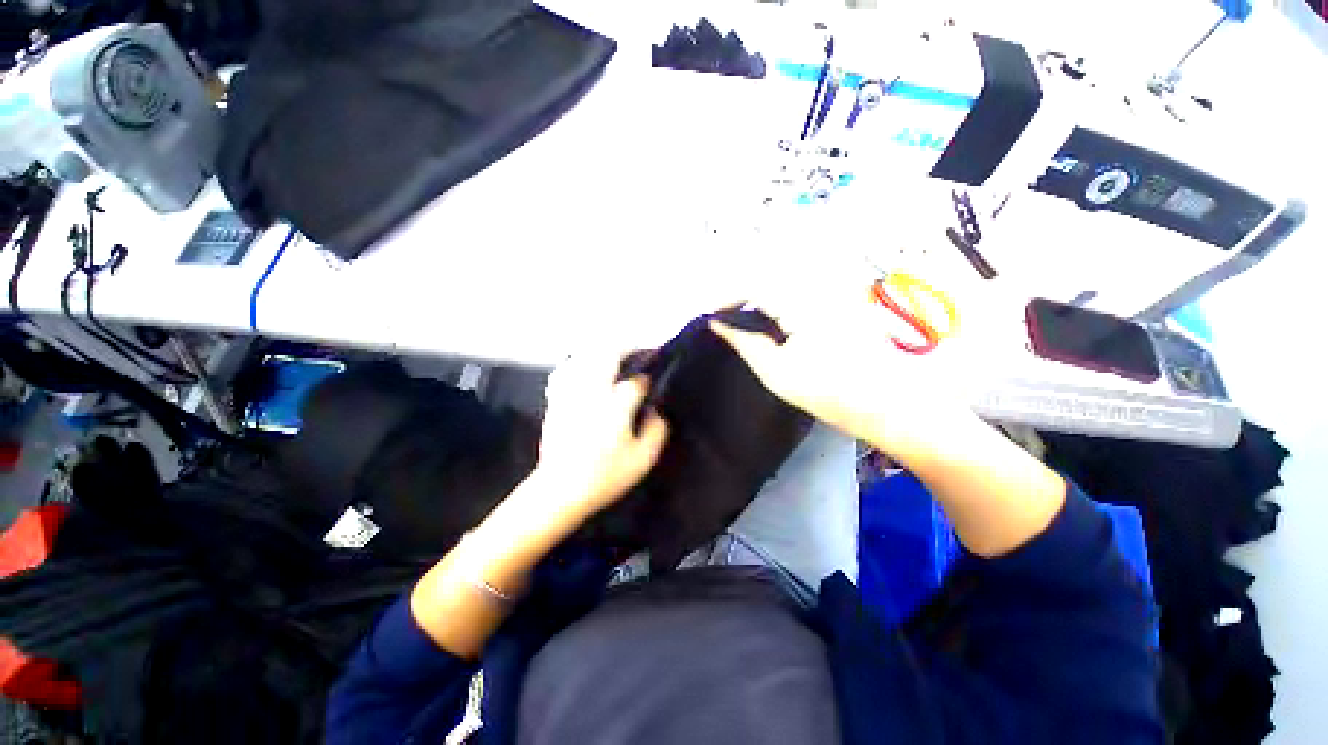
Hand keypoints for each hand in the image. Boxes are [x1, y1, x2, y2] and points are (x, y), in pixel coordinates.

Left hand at [530, 352, 669, 524]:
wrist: (559, 490)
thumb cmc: (604, 477)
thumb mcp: (642, 461)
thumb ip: (656, 433)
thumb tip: (656, 413)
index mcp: (616, 406)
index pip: (635, 382)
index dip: (646, 380)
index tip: (651, 382)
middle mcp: (592, 393)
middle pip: (608, 354)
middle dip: (625, 348)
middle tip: (636, 351)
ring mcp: (571, 394)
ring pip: (584, 357)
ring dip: (601, 351)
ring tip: (612, 354)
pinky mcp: (555, 401)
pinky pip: (564, 371)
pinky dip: (575, 364)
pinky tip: (581, 368)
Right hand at [710, 294, 967, 452]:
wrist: (889, 407)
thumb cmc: (829, 394)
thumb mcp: (776, 371)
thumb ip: (744, 342)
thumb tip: (716, 324)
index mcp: (803, 302)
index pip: (755, 284)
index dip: (727, 297)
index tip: (710, 315)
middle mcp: (819, 289)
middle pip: (768, 279)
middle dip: (741, 296)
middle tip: (725, 319)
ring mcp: (833, 294)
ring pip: (783, 284)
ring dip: (759, 299)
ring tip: (743, 322)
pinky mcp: (841, 303)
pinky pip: (800, 294)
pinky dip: (779, 305)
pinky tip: (773, 325)